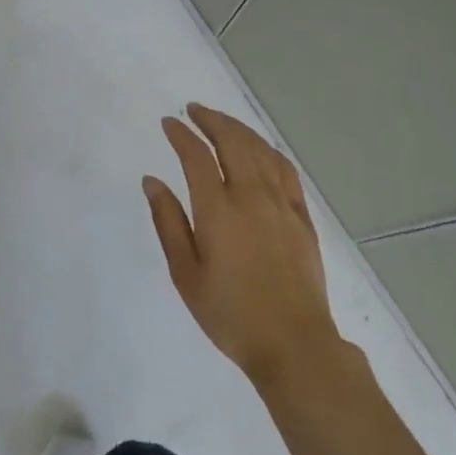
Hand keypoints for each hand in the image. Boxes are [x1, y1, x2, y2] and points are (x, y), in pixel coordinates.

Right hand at [145, 103, 341, 387]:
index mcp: (218, 210)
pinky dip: (269, 150)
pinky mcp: (303, 217)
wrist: (293, 344)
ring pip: (261, 150)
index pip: (196, 156)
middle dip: (211, 120)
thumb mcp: (185, 274)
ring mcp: (282, 204)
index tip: (168, 123)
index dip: (181, 134)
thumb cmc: (230, 313)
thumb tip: (152, 180)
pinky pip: (286, 170)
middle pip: (232, 142)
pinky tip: (260, 149)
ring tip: (221, 122)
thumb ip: (168, 222)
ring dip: (238, 129)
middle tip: (194, 110)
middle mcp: (251, 196)